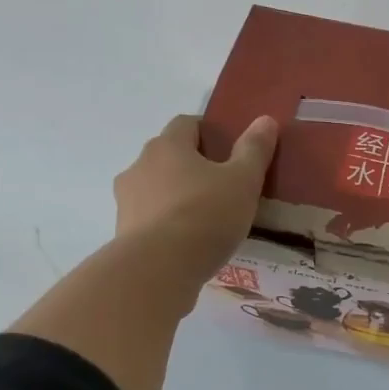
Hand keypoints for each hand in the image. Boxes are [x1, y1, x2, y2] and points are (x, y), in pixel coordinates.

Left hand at [114, 114, 277, 293]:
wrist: (158, 269)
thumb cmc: (205, 216)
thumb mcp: (243, 182)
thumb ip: (254, 151)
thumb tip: (265, 120)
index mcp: (168, 146)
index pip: (186, 124)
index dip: (208, 132)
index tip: (228, 151)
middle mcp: (140, 166)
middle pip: (168, 156)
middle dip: (192, 166)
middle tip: (222, 187)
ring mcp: (127, 200)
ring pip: (156, 189)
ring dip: (176, 197)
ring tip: (205, 220)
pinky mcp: (123, 232)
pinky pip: (150, 219)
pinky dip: (166, 224)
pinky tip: (187, 244)